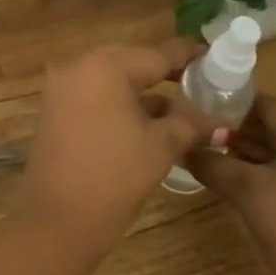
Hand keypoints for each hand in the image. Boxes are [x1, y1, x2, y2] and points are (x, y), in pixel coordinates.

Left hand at [19, 39, 225, 256]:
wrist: (57, 220)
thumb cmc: (115, 176)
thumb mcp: (161, 146)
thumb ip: (191, 125)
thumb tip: (222, 123)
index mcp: (105, 65)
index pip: (157, 54)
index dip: (188, 56)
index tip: (213, 57)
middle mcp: (78, 66)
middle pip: (131, 63)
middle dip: (164, 73)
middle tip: (197, 82)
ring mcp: (60, 88)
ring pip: (110, 80)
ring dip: (141, 91)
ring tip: (178, 105)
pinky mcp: (52, 109)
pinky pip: (93, 95)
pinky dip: (118, 103)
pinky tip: (145, 120)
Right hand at [186, 94, 275, 274]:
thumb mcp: (246, 192)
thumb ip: (211, 162)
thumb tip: (181, 147)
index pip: (266, 106)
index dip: (228, 114)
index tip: (196, 123)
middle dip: (242, 136)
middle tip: (203, 145)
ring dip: (258, 153)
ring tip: (217, 160)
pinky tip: (247, 178)